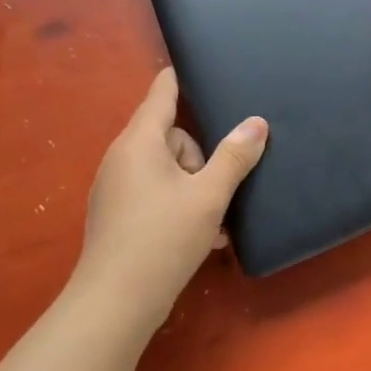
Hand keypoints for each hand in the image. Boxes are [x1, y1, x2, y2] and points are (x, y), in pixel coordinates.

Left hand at [72, 69, 267, 339]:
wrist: (114, 305)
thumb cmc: (162, 239)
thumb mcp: (209, 196)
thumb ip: (235, 157)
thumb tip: (257, 123)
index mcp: (140, 142)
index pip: (161, 94)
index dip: (179, 78)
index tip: (194, 64)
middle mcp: (122, 158)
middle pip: (170, 136)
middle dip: (198, 156)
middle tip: (214, 189)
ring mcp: (116, 188)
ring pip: (166, 168)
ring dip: (193, 186)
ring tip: (214, 220)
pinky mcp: (117, 215)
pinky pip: (155, 192)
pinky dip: (178, 204)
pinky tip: (202, 235)